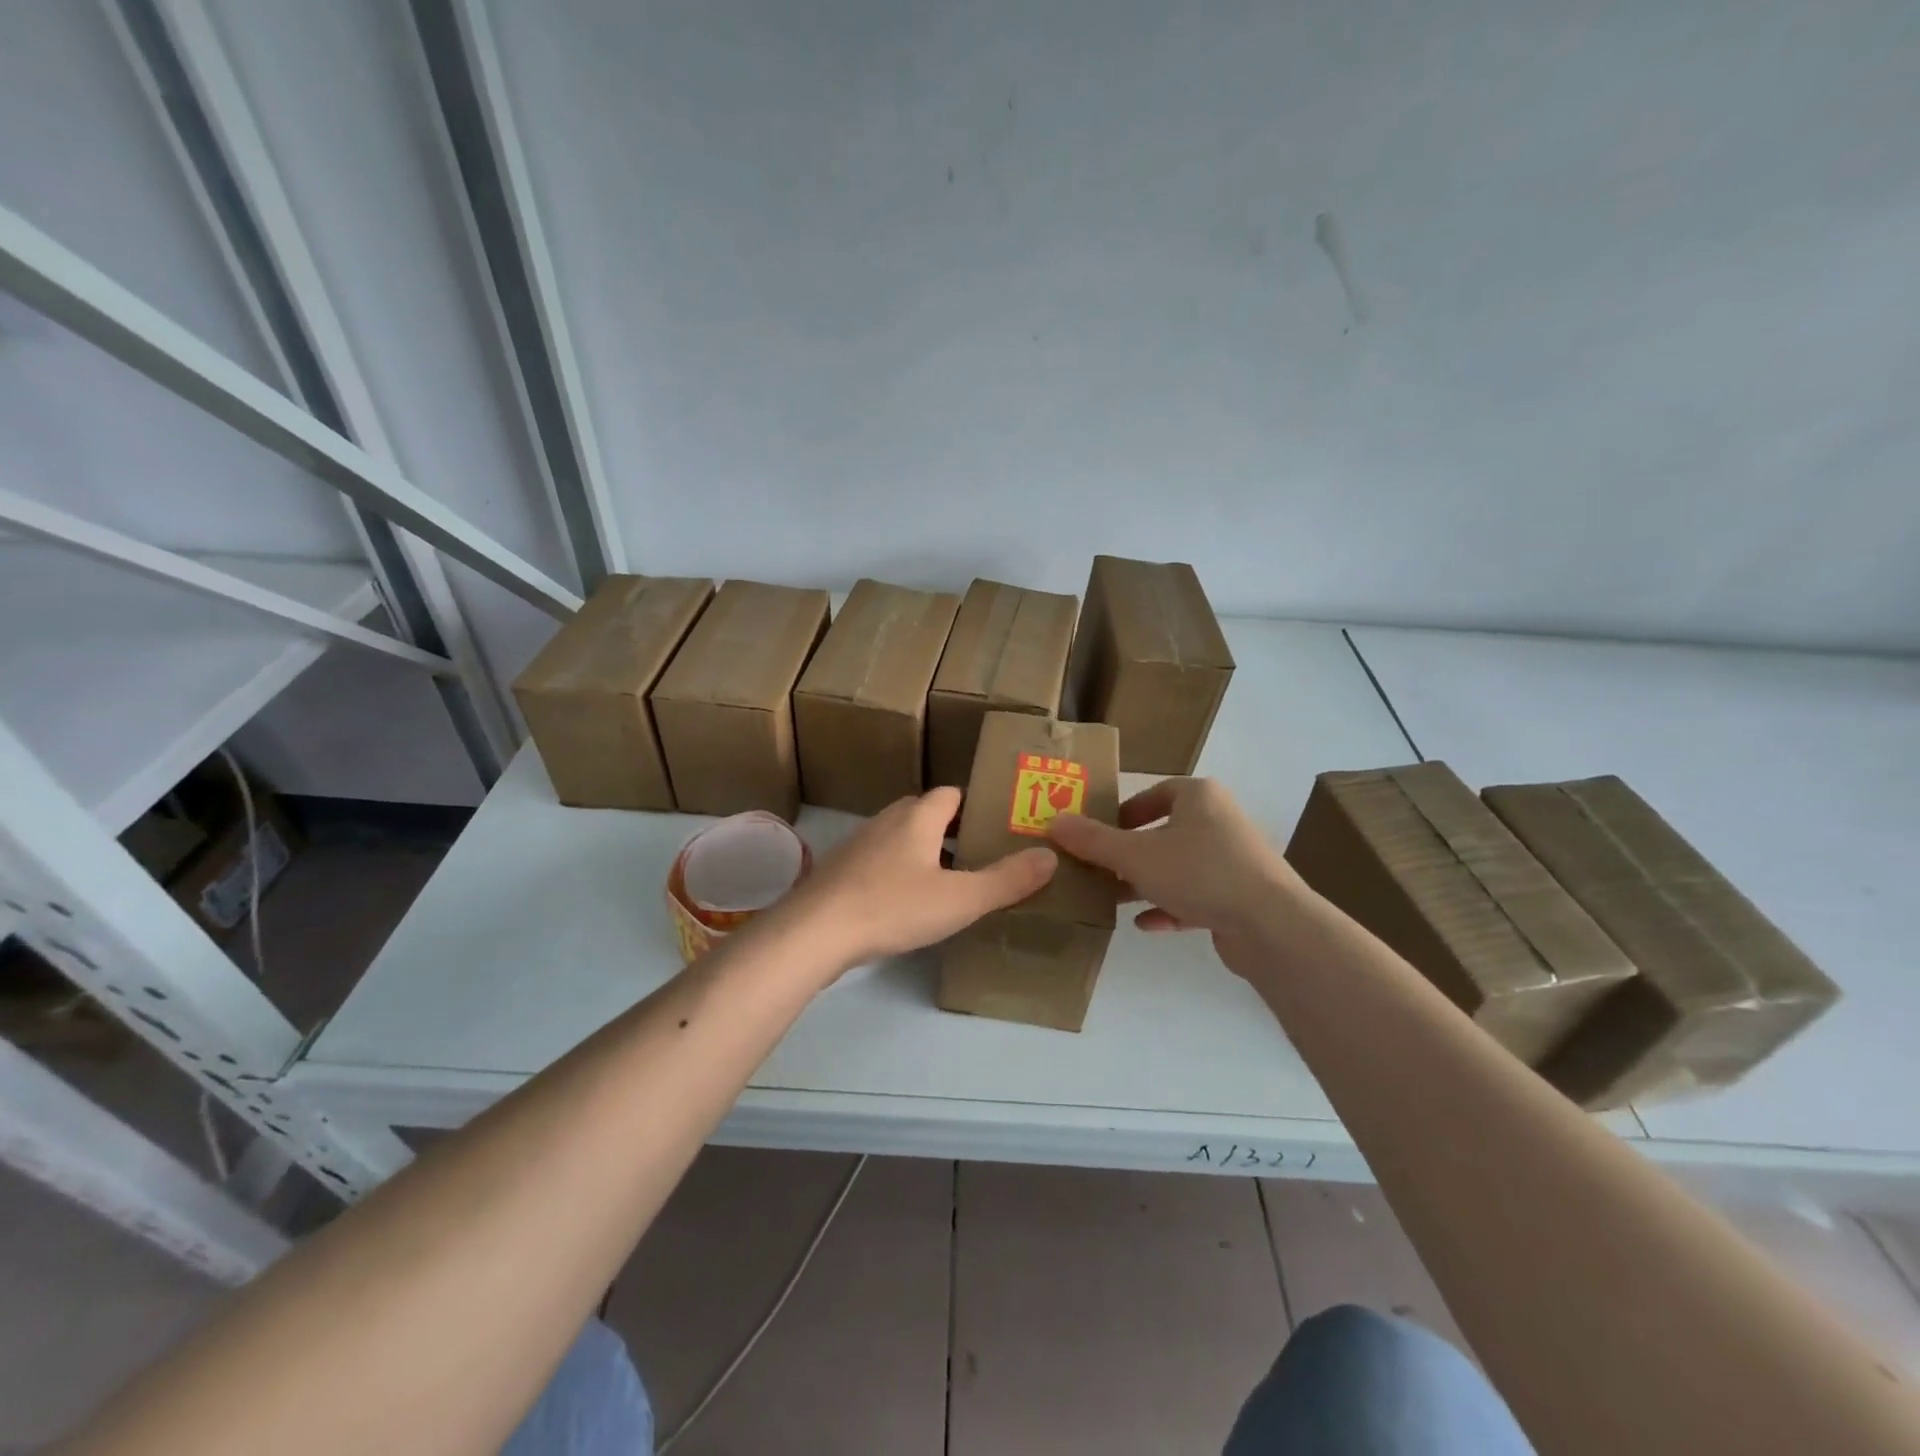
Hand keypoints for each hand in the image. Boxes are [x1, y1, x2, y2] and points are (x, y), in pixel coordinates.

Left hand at [776, 787, 1056, 974]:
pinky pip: (877, 863)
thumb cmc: (892, 907)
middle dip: (950, 830)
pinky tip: (903, 905)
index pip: (950, 794)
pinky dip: (895, 874)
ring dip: (922, 853)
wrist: (814, 932)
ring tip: (946, 883)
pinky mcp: (839, 872)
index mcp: (917, 818)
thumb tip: (1050, 856)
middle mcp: (886, 822)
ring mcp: (858, 846)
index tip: (994, 825)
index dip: (973, 805)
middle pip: (923, 813)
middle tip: (977, 857)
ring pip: (899, 839)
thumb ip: (1007, 880)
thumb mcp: (960, 899)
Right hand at [1046, 777, 1301, 944]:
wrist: (1271, 925)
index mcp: (1199, 797)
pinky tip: (1145, 924)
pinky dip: (1170, 907)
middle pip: (1164, 832)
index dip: (1124, 812)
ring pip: (1178, 867)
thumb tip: (1054, 822)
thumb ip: (1093, 841)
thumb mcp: (1136, 855)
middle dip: (1129, 853)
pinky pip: (1196, 896)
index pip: (1156, 793)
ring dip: (1145, 882)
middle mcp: (1219, 822)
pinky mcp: (1240, 897)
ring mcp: (1233, 860)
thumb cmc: (1200, 872)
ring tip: (1112, 898)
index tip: (1099, 833)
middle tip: (1098, 869)